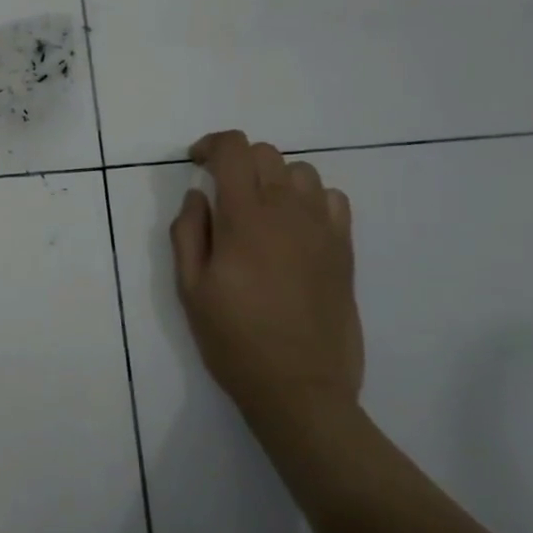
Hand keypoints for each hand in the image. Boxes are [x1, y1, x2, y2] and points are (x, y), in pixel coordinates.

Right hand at [171, 130, 363, 437]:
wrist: (300, 388)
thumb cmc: (234, 339)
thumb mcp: (190, 288)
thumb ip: (188, 232)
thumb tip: (197, 195)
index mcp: (245, 219)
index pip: (234, 150)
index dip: (211, 144)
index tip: (196, 162)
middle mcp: (287, 212)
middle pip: (266, 153)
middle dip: (238, 161)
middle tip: (222, 193)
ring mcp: (322, 229)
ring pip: (301, 171)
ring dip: (274, 178)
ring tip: (259, 209)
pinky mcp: (344, 250)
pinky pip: (332, 199)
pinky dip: (310, 199)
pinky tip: (295, 227)